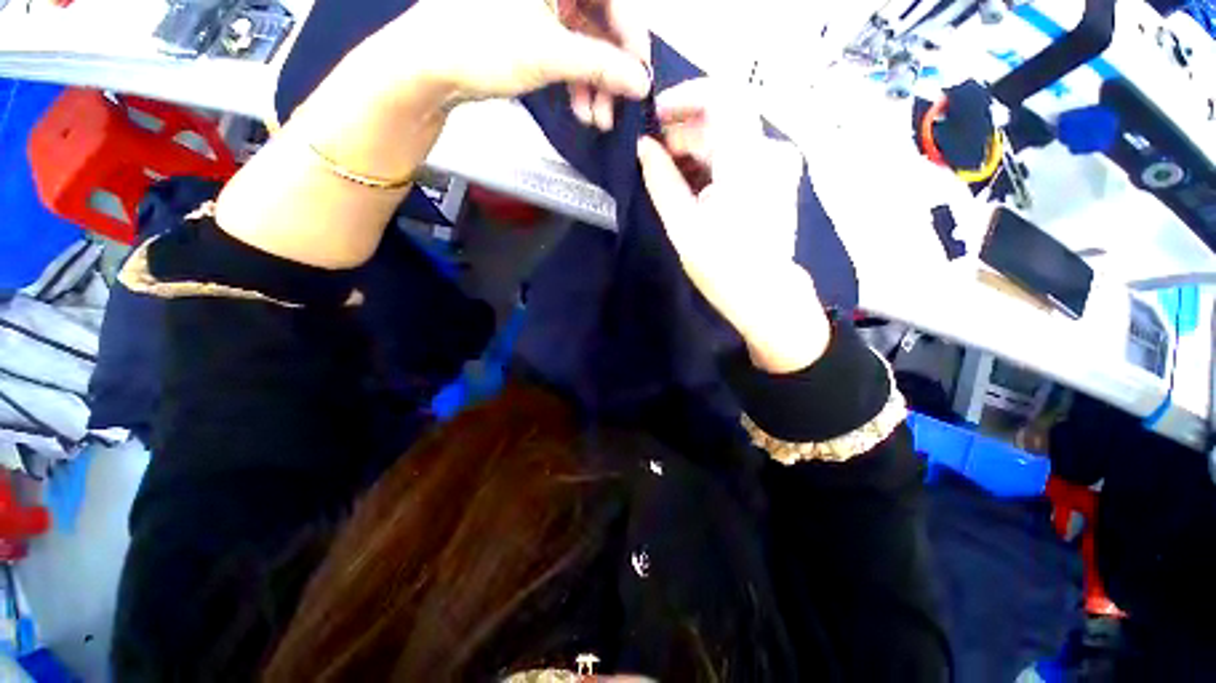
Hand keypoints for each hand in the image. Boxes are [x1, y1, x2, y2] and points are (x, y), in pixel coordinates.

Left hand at [361, 0, 650, 115]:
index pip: (615, 0)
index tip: (639, 79)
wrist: (431, 65)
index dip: (632, 41)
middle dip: (611, 71)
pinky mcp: (535, 29)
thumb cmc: (481, 43)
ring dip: (595, 85)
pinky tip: (581, 108)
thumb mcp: (549, 54)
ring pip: (587, 43)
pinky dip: (578, 83)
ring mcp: (544, 5)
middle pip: (602, 23)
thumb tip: (640, 82)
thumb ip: (602, 67)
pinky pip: (569, 54)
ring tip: (596, 118)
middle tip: (615, 108)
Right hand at [637, 78, 829, 373]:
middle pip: (722, 120)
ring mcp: (777, 164)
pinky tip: (693, 185)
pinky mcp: (776, 178)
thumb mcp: (683, 226)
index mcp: (747, 160)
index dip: (685, 96)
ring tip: (668, 176)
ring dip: (696, 150)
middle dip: (684, 132)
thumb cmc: (722, 266)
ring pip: (730, 138)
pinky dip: (713, 163)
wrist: (765, 296)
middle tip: (653, 157)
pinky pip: (740, 156)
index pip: (721, 95)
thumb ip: (662, 181)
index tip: (656, 116)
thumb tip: (644, 148)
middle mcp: (770, 151)